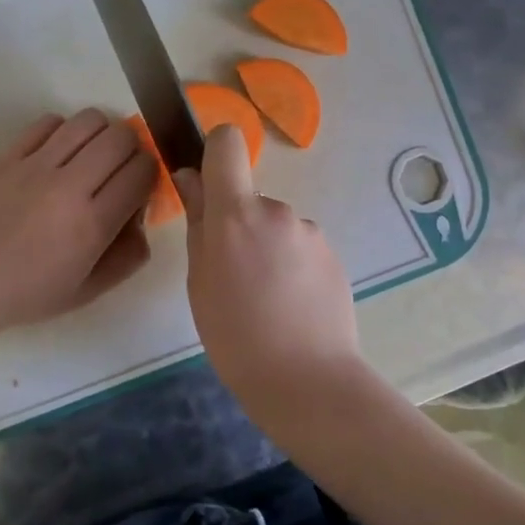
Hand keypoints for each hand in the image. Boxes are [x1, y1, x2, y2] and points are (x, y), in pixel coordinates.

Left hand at [0, 109, 157, 328]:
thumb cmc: (30, 292)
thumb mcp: (90, 290)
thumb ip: (129, 255)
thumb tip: (142, 217)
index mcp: (94, 223)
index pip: (143, 171)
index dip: (150, 174)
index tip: (139, 188)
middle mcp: (70, 186)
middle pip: (122, 137)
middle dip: (132, 149)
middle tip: (119, 169)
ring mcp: (38, 165)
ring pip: (89, 120)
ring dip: (101, 133)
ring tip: (92, 155)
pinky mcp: (11, 156)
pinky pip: (49, 122)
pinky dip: (64, 130)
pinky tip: (58, 153)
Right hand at [173, 125, 364, 410]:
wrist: (307, 380)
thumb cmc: (235, 336)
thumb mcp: (199, 280)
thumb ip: (198, 222)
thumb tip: (191, 178)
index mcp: (236, 214)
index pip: (227, 143)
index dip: (215, 152)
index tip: (208, 184)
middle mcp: (277, 210)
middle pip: (250, 198)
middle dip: (240, 226)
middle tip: (235, 278)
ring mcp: (310, 232)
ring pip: (276, 227)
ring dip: (267, 249)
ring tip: (266, 300)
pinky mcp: (333, 254)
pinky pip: (300, 248)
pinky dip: (292, 266)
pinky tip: (291, 306)